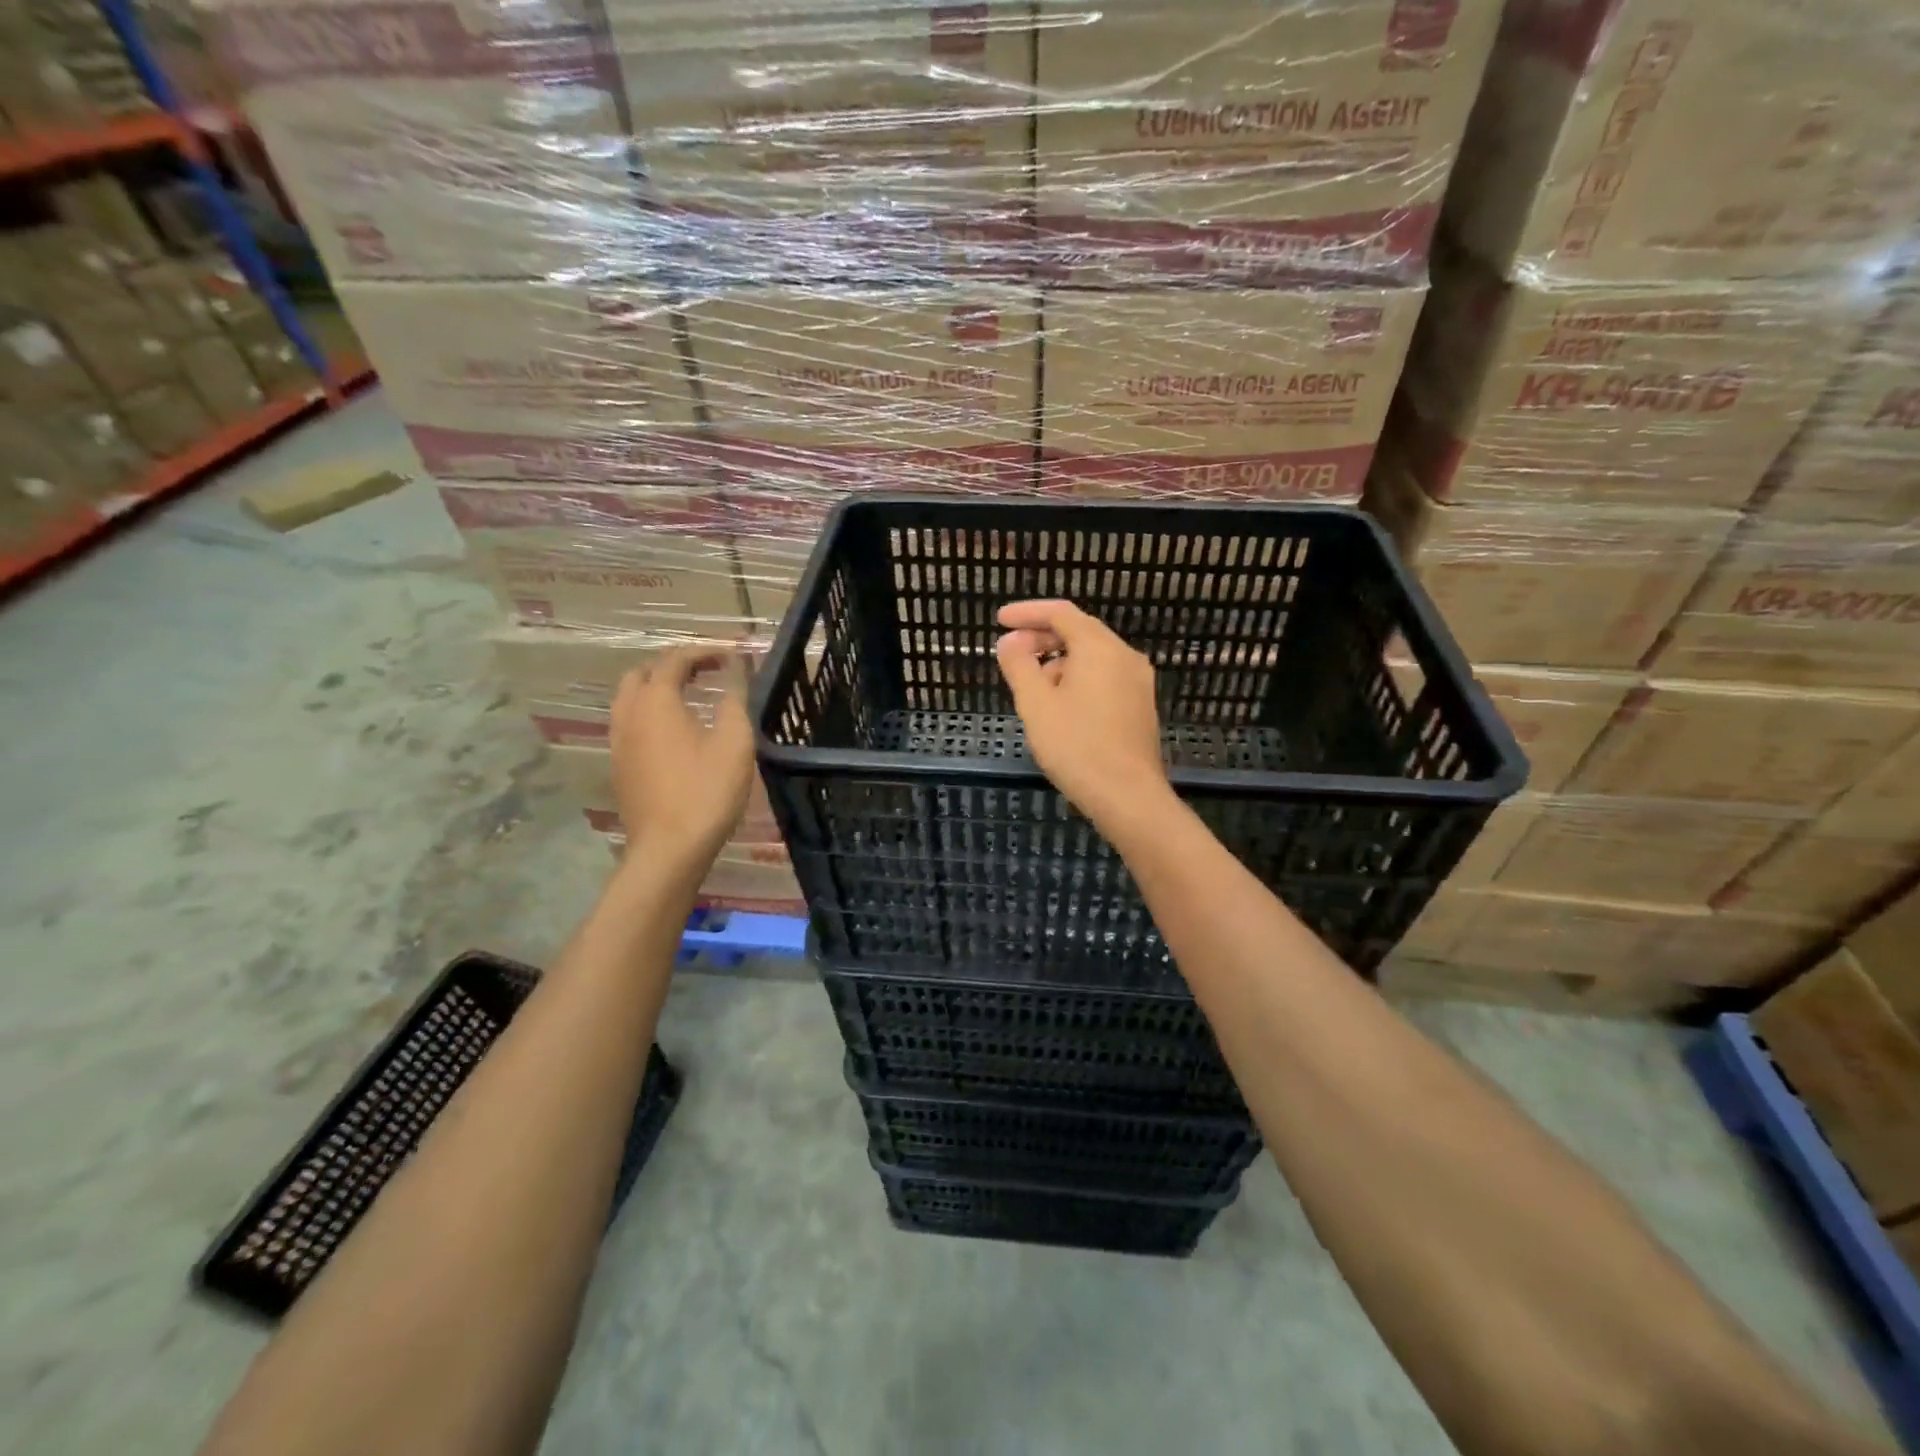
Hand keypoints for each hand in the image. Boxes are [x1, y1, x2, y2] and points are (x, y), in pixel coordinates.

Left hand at [608, 647, 754, 868]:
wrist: (669, 849)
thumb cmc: (707, 791)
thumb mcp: (734, 741)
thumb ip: (734, 698)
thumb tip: (735, 668)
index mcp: (656, 701)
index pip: (675, 659)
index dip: (704, 651)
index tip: (733, 655)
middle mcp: (629, 713)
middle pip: (644, 672)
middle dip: (675, 664)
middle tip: (708, 671)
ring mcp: (619, 741)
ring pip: (630, 698)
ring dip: (658, 687)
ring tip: (691, 696)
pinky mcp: (620, 765)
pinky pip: (630, 722)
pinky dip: (650, 711)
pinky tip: (675, 730)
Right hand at [995, 600, 1170, 834]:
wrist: (1128, 796)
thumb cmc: (1076, 746)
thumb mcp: (1036, 704)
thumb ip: (1019, 665)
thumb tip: (1010, 641)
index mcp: (1100, 648)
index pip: (1061, 613)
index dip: (1027, 612)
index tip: (1000, 620)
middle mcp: (1125, 656)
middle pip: (1079, 632)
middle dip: (1042, 639)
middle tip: (1011, 654)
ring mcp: (1138, 682)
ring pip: (1092, 658)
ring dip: (1059, 662)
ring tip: (1033, 689)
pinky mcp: (1140, 706)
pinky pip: (1104, 678)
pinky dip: (1077, 680)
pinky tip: (1060, 707)